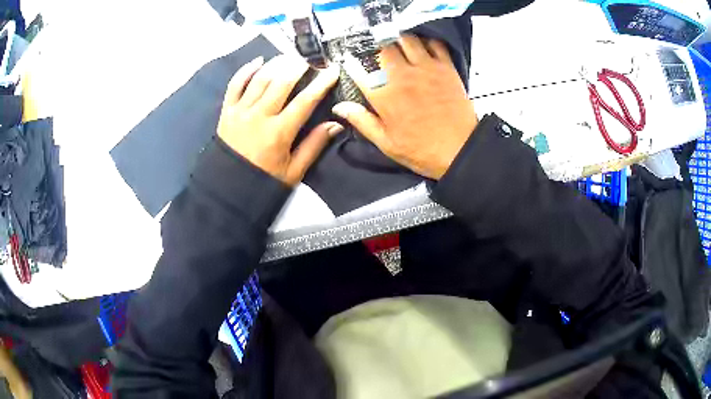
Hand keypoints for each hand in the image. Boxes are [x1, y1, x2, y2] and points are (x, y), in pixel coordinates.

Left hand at [218, 55, 342, 185]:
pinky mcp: (227, 111)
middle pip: (281, 82)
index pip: (305, 101)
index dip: (321, 83)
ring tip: (289, 57)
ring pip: (260, 78)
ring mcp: (240, 111)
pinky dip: (246, 70)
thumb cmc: (263, 180)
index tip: (333, 69)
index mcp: (279, 133)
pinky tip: (258, 61)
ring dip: (277, 63)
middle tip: (309, 59)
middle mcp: (259, 116)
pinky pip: (235, 84)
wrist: (228, 188)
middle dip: (298, 66)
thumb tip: (336, 124)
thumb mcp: (294, 170)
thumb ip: (314, 145)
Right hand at [332, 35, 477, 179]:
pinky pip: (435, 44)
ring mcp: (425, 68)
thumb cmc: (421, 149)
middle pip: (383, 48)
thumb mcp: (386, 142)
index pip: (359, 70)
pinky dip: (427, 42)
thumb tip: (340, 107)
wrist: (459, 150)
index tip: (351, 63)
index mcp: (384, 95)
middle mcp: (402, 76)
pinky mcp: (445, 68)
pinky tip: (424, 48)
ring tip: (399, 46)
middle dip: (377, 49)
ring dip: (400, 41)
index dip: (352, 64)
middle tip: (379, 54)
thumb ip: (362, 121)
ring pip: (407, 39)